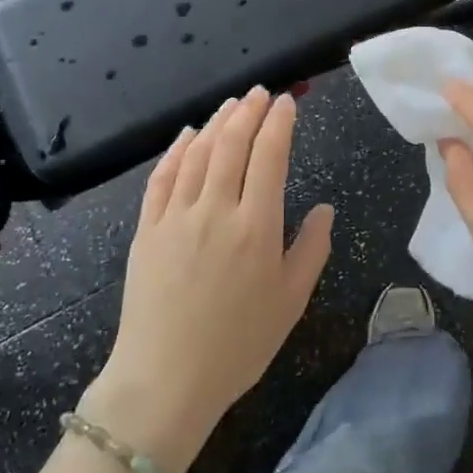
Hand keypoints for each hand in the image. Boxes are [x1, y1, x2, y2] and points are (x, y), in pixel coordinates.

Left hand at [85, 88, 334, 472]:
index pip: (270, 156)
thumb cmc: (238, 344)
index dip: (279, 123)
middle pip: (232, 144)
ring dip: (215, 122)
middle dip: (249, 111)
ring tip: (231, 105)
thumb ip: (312, 249)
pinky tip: (186, 135)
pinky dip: (176, 150)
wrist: (165, 380)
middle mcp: (215, 209)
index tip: (287, 102)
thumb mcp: (291, 301)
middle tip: (261, 93)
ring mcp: (176, 216)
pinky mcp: (147, 229)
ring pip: (197, 153)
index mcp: (256, 226)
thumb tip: (326, 209)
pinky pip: (162, 177)